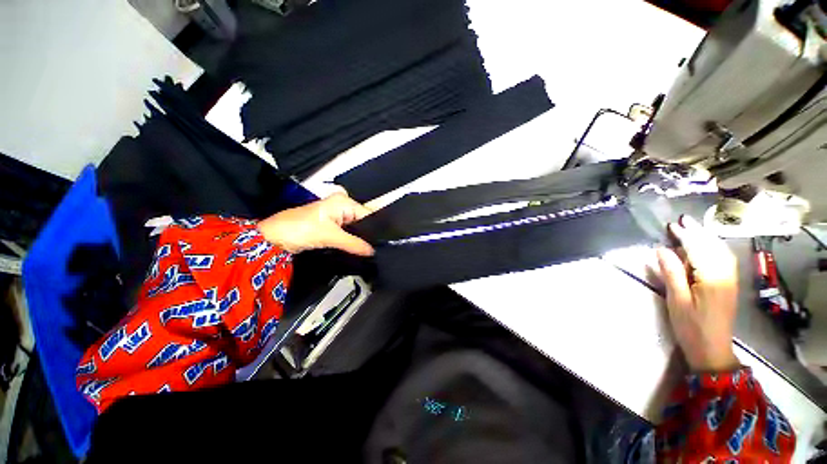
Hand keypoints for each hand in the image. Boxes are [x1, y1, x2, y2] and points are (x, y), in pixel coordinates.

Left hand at [257, 193, 373, 255]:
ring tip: (374, 249)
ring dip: (363, 238)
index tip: (386, 241)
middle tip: (381, 248)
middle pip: (364, 220)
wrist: (273, 238)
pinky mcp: (333, 226)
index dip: (378, 228)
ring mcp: (338, 216)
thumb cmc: (299, 229)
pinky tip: (362, 248)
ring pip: (357, 228)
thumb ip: (354, 244)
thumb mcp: (330, 236)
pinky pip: (349, 232)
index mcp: (344, 202)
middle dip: (371, 234)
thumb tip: (373, 251)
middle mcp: (343, 206)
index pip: (369, 214)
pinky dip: (354, 240)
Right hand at [656, 215, 739, 371]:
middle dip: (698, 233)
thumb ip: (672, 273)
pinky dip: (714, 248)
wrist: (713, 350)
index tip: (672, 225)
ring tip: (693, 229)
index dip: (685, 236)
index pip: (698, 249)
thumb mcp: (677, 301)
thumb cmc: (691, 327)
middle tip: (683, 220)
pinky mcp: (729, 285)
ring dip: (707, 238)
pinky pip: (724, 260)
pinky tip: (708, 246)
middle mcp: (726, 275)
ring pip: (721, 252)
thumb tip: (662, 250)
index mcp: (712, 278)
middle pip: (713, 247)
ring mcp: (730, 280)